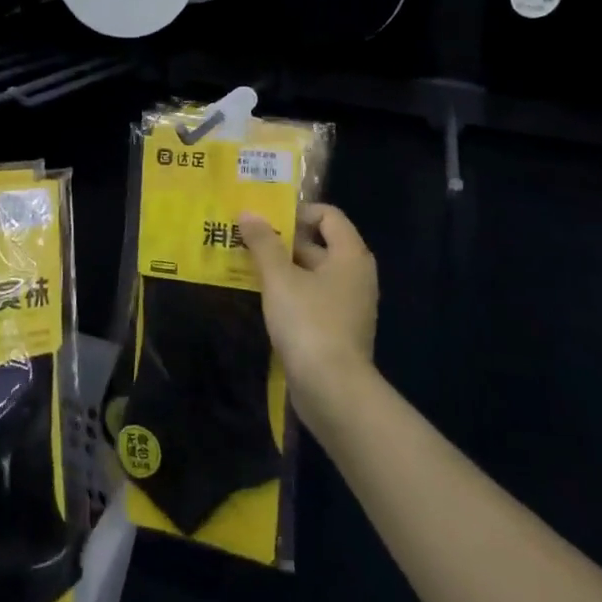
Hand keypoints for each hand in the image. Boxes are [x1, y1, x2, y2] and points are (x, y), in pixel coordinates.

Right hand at [239, 204, 378, 429]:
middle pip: (318, 243)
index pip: (328, 215)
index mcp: (350, 255)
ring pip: (311, 273)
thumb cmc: (309, 323)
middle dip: (282, 240)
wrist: (333, 390)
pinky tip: (261, 298)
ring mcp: (348, 305)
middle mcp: (355, 275)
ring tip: (246, 266)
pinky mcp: (337, 329)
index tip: (265, 220)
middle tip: (246, 240)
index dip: (297, 211)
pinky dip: (289, 293)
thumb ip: (263, 243)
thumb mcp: (279, 278)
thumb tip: (248, 213)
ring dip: (281, 268)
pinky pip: (312, 298)